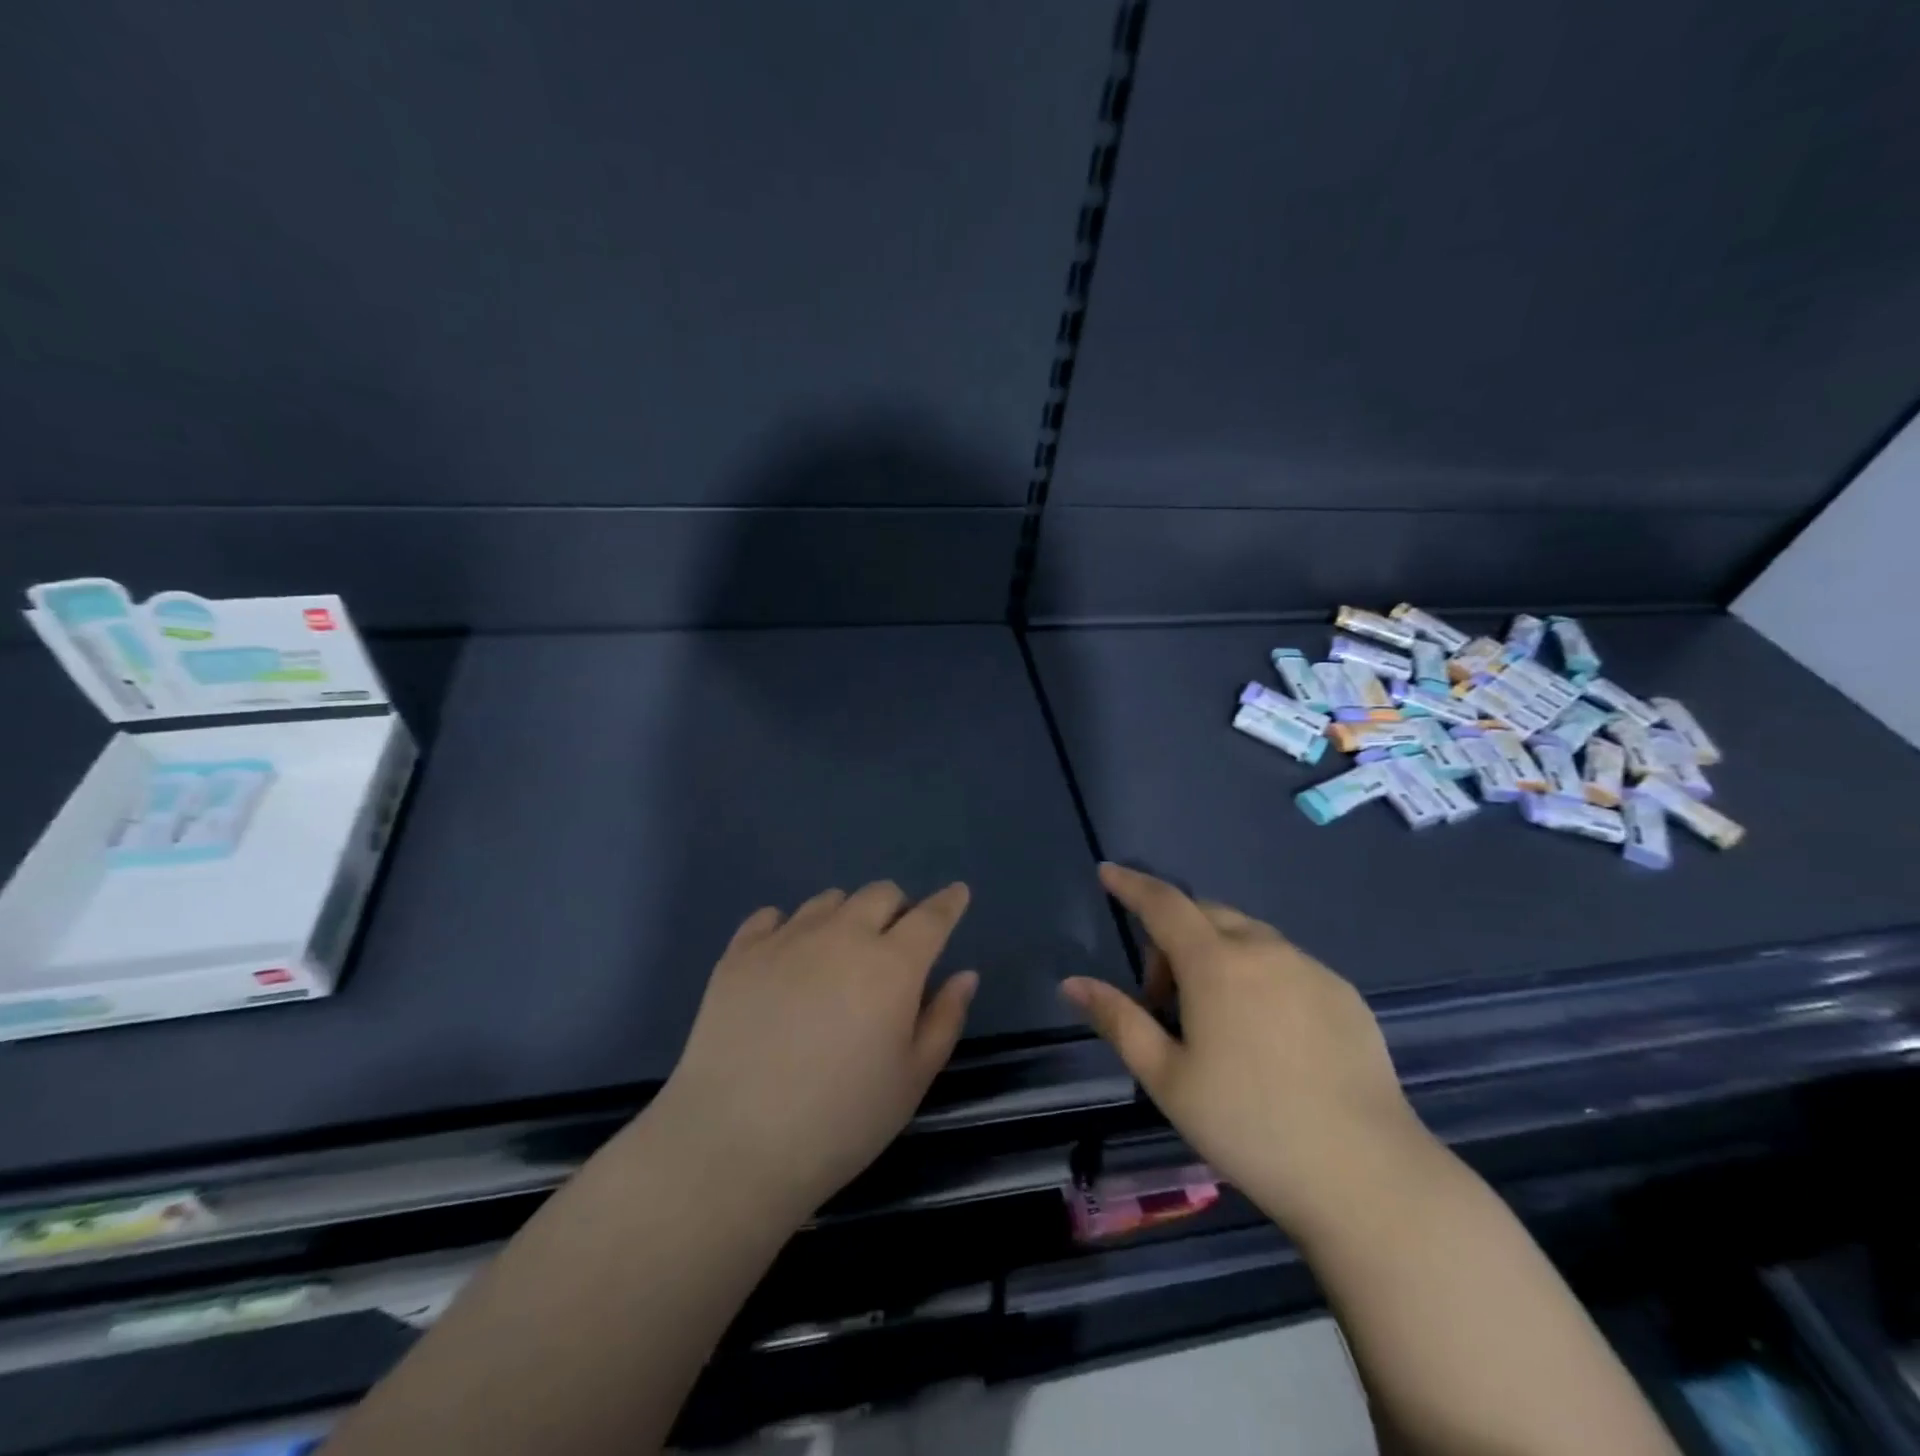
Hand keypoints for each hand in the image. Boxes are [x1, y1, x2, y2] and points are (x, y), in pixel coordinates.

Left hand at [650, 882, 977, 1219]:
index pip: (932, 917)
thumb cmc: (840, 1122)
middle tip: (892, 944)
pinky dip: (789, 927)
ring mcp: (786, 939)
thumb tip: (964, 974)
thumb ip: (944, 1019)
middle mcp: (842, 936)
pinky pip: (771, 916)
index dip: (949, 902)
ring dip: (845, 917)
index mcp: (892, 965)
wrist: (733, 1145)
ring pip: (828, 900)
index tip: (957, 894)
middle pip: (880, 894)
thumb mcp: (912, 1081)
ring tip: (837, 956)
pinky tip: (786, 959)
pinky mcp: (740, 954)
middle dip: (897, 909)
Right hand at [1062, 864, 1423, 1233]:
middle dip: (1172, 936)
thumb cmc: (1249, 1127)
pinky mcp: (1344, 994)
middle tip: (1164, 999)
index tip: (1108, 873)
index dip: (1131, 885)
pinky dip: (1259, 973)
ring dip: (1217, 954)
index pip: (1163, 904)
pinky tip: (1267, 1033)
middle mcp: (1265, 950)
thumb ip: (1118, 1020)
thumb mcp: (1167, 1078)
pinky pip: (1286, 962)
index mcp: (1216, 964)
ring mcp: (1311, 969)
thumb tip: (1072, 983)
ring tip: (1215, 1019)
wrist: (1366, 1176)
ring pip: (1248, 936)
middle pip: (1205, 914)